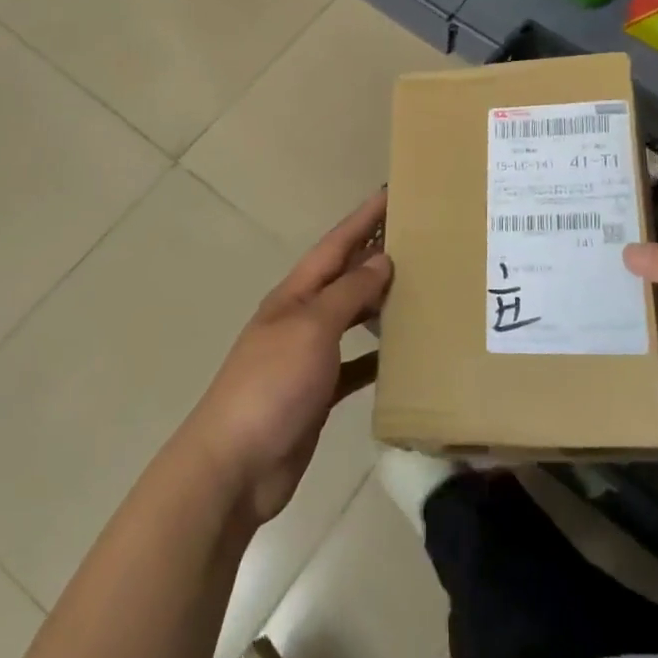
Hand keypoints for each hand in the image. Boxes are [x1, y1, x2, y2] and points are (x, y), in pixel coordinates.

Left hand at [180, 191, 391, 524]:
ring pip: (352, 318)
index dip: (364, 217)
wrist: (235, 466)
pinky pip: (354, 364)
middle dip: (377, 254)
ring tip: (422, 289)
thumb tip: (381, 259)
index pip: (337, 244)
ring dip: (381, 303)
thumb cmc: (272, 385)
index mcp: (295, 294)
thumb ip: (348, 293)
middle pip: (345, 277)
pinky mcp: (317, 393)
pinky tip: (404, 355)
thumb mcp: (312, 328)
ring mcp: (308, 356)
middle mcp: (301, 317)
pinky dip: (377, 356)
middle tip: (422, 239)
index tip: (394, 191)